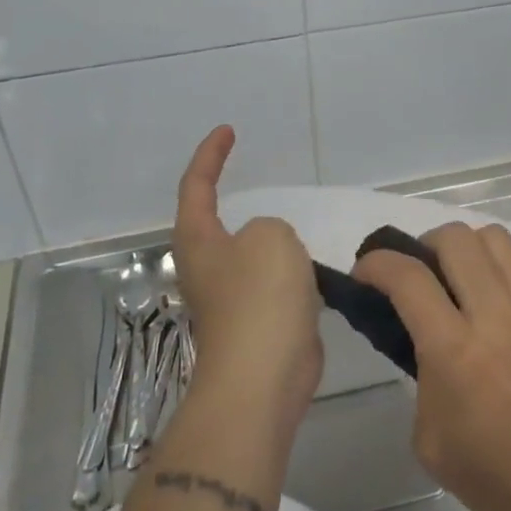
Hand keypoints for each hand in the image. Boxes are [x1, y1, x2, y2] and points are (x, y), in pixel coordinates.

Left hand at [172, 126, 322, 432]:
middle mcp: (207, 267)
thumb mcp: (271, 237)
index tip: (228, 131)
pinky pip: (273, 284)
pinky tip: (314, 272)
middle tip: (261, 180)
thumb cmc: (260, 298)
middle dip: (232, 197)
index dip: (210, 155)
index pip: (196, 185)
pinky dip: (290, 272)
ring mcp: (230, 299)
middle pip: (214, 221)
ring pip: (249, 255)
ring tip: (297, 227)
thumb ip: (270, 227)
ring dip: (269, 240)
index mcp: (198, 240)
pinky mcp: (256, 324)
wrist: (263, 378)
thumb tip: (269, 250)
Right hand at [353, 224, 510, 510]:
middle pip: (453, 238)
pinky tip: (488, 294)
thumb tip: (420, 337)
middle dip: (421, 245)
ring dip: (462, 247)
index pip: (408, 277)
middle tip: (415, 275)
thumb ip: (419, 373)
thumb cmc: (495, 475)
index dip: (376, 264)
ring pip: (491, 237)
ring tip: (454, 278)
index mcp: (455, 352)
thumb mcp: (429, 437)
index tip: (363, 273)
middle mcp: (495, 316)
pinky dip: (494, 262)